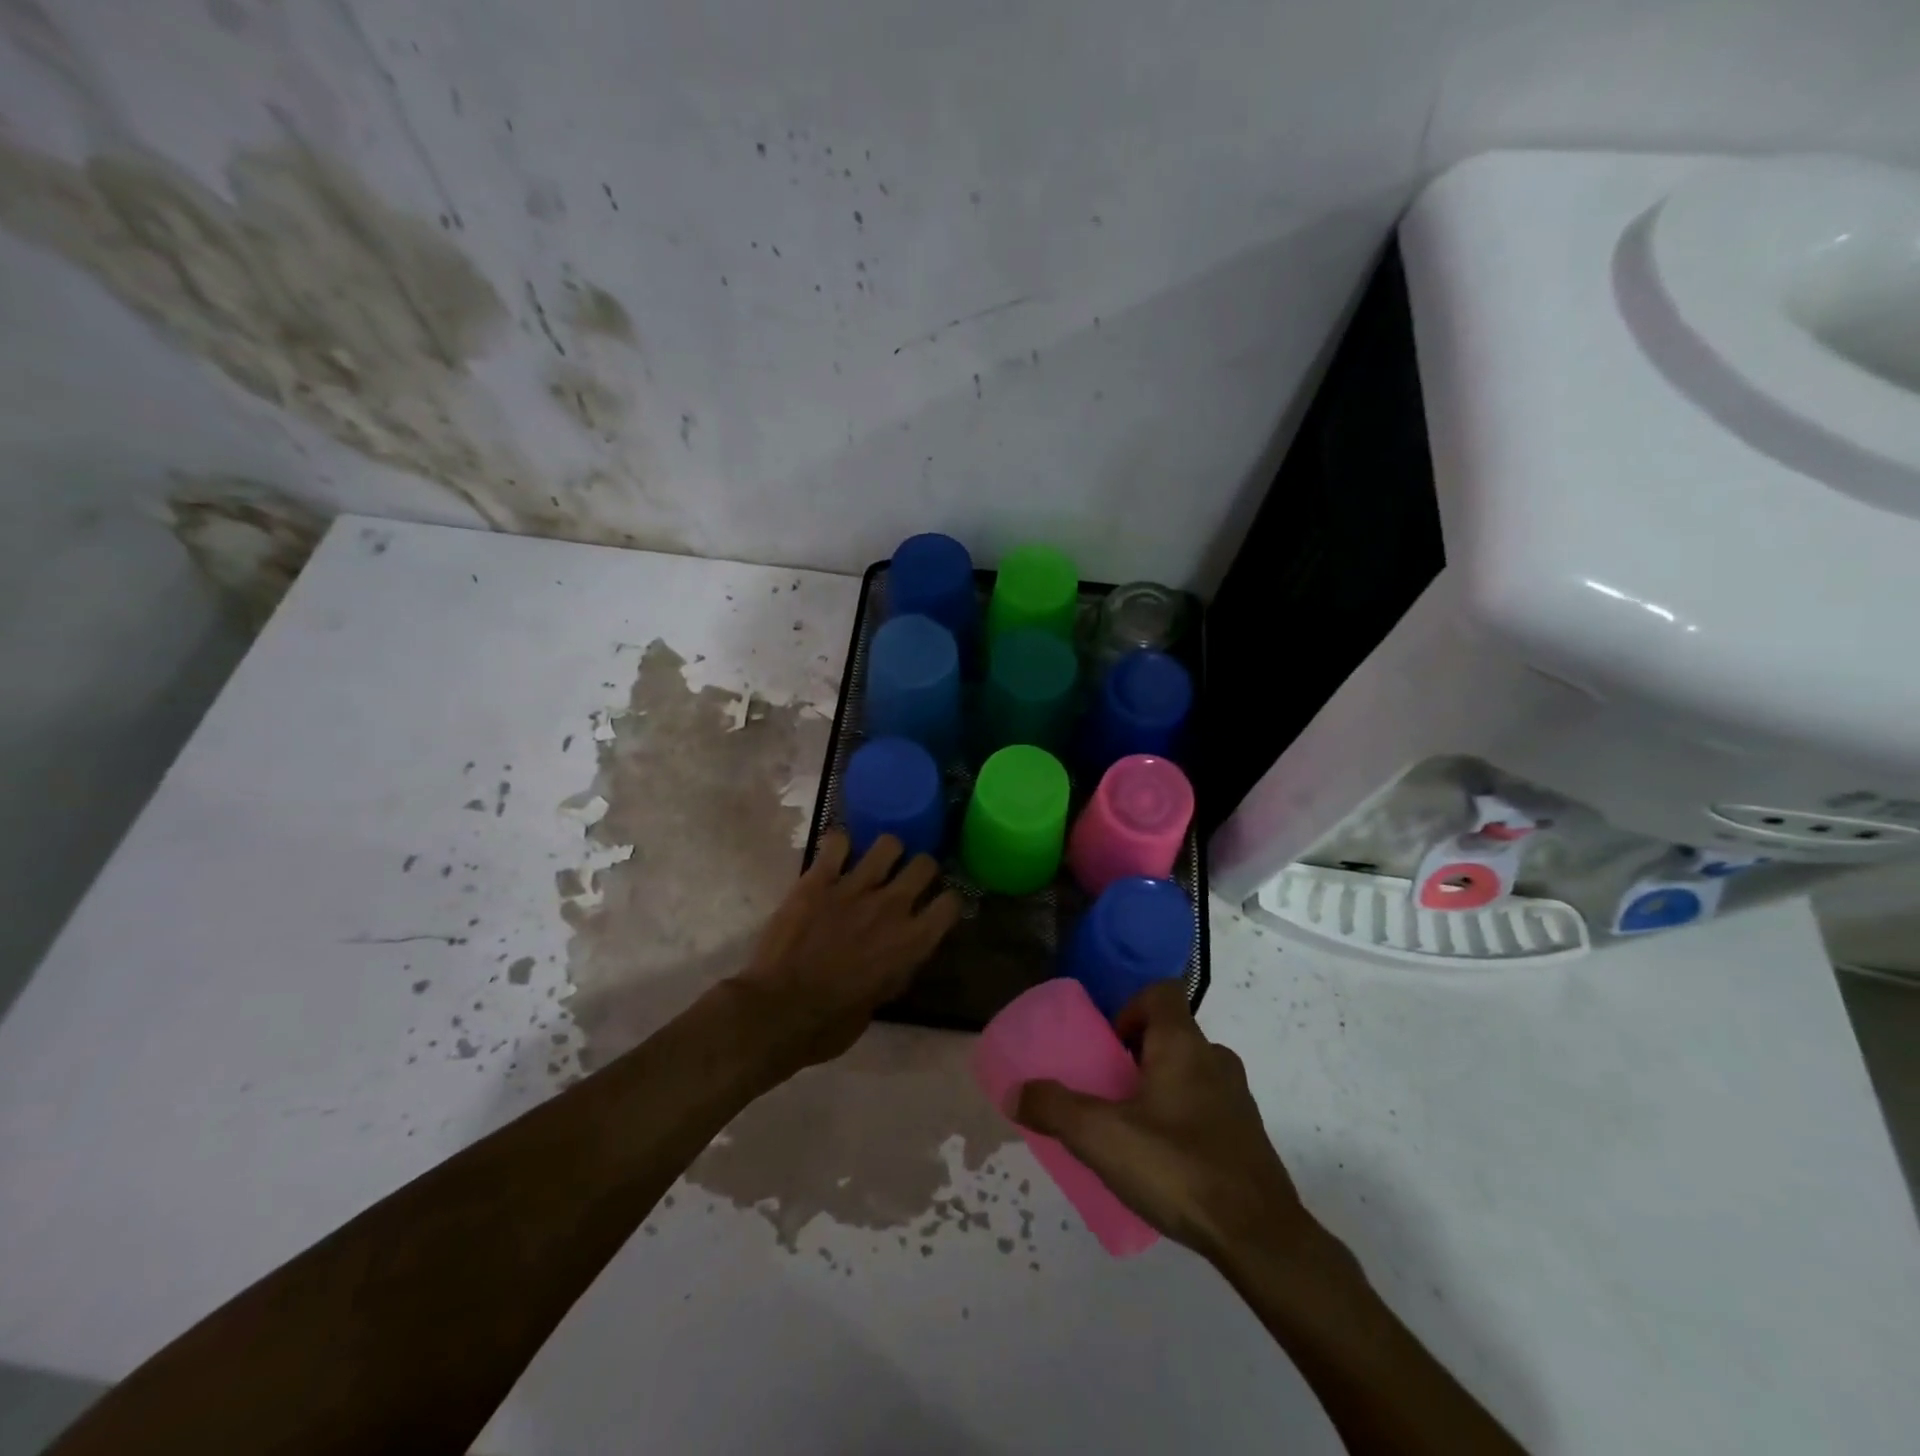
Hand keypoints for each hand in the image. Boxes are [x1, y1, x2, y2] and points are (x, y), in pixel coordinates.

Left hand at [732, 831, 961, 1070]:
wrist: (777, 1012)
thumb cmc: (830, 1023)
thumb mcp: (880, 1001)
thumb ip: (895, 968)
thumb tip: (897, 953)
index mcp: (912, 942)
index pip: (951, 903)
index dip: (946, 902)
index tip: (936, 906)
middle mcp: (891, 907)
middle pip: (925, 864)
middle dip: (921, 869)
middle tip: (907, 879)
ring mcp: (854, 888)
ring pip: (888, 843)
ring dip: (885, 852)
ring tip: (874, 863)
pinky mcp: (818, 880)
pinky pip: (837, 842)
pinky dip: (838, 847)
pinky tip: (834, 858)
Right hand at [1015, 980, 1314, 1264]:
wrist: (1260, 1238)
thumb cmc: (1177, 1167)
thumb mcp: (1100, 1137)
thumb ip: (1054, 1108)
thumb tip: (1015, 1091)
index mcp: (1183, 1045)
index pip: (1161, 992)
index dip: (1131, 1007)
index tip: (1109, 1045)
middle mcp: (1215, 1060)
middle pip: (1171, 1034)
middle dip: (1136, 1054)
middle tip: (1109, 1091)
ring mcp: (1237, 1100)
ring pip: (1190, 1072)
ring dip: (1160, 1087)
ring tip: (1132, 1129)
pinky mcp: (1248, 1138)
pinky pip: (1207, 1108)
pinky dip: (1183, 1119)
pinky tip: (1164, 1162)